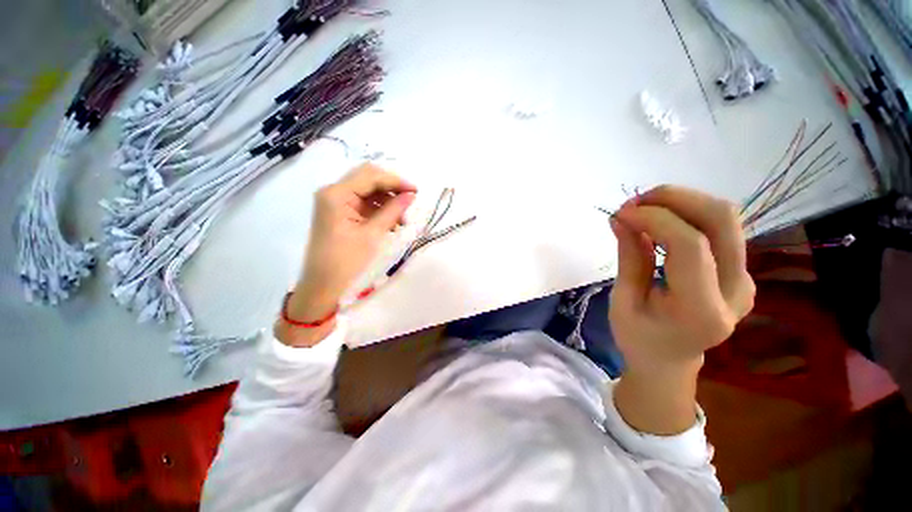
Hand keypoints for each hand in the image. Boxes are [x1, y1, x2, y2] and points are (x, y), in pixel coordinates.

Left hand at [276, 164, 416, 346]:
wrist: (322, 285)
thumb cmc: (346, 261)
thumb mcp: (373, 235)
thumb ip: (393, 211)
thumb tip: (411, 196)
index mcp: (336, 194)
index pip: (371, 176)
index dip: (396, 181)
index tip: (417, 192)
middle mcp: (333, 192)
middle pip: (368, 178)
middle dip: (392, 188)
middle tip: (410, 202)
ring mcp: (335, 202)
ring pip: (367, 190)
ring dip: (387, 200)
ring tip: (402, 218)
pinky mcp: (340, 212)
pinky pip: (364, 203)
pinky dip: (379, 209)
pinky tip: (391, 222)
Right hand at [609, 185, 754, 433]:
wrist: (670, 362)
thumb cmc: (638, 338)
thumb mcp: (622, 301)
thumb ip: (629, 257)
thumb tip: (621, 218)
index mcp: (702, 310)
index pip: (690, 245)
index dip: (654, 219)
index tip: (621, 213)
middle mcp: (735, 291)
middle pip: (722, 220)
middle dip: (675, 198)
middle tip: (636, 201)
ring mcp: (744, 280)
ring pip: (725, 218)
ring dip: (683, 202)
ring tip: (644, 208)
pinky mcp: (740, 271)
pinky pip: (720, 229)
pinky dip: (688, 214)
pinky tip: (660, 222)